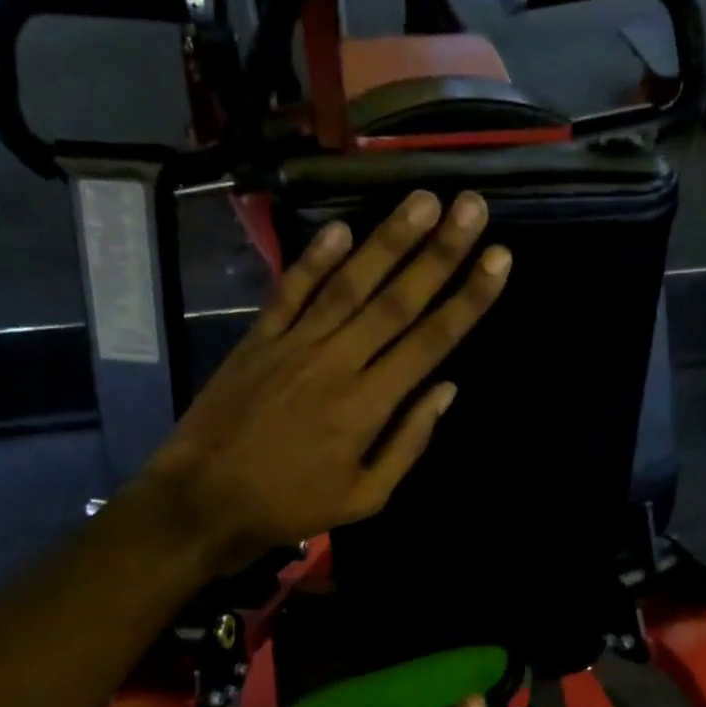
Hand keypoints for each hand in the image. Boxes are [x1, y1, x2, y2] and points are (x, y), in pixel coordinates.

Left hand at [144, 190, 510, 567]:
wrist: (206, 500)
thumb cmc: (292, 506)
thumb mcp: (365, 496)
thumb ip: (408, 443)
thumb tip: (446, 391)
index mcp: (369, 405)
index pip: (429, 341)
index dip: (467, 299)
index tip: (500, 258)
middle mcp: (337, 362)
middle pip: (396, 300)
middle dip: (440, 252)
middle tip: (472, 206)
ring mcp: (294, 345)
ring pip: (349, 284)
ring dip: (389, 240)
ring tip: (423, 199)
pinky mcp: (258, 339)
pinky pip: (290, 290)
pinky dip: (315, 258)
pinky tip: (342, 228)